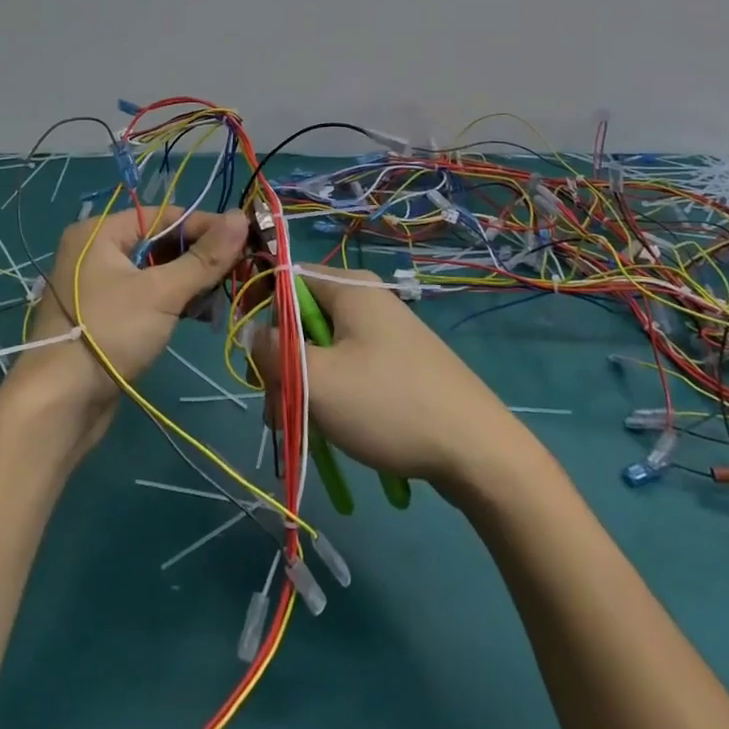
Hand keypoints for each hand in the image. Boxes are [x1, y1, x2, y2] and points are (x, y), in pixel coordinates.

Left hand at [21, 206, 249, 426]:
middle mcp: (94, 251)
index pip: (162, 215)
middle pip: (158, 243)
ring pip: (154, 273)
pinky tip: (197, 316)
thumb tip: (241, 216)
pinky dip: (171, 303)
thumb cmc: (109, 332)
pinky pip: (145, 297)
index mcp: (100, 232)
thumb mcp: (162, 292)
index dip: (203, 226)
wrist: (59, 404)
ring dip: (188, 284)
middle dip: (198, 259)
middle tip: (235, 273)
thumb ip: (204, 257)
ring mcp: (97, 286)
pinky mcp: (104, 317)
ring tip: (217, 301)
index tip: (242, 240)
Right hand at [250, 266, 521, 489]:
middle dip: (283, 362)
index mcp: (349, 288)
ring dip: (305, 386)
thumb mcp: (318, 380)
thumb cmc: (390, 405)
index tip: (249, 351)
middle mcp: (367, 300)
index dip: (260, 307)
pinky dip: (334, 395)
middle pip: (302, 318)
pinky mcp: (399, 365)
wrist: (479, 452)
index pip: (286, 276)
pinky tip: (333, 431)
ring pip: (324, 350)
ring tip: (304, 432)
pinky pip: (349, 368)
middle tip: (278, 408)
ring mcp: (386, 333)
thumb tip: (253, 333)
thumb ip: (273, 352)